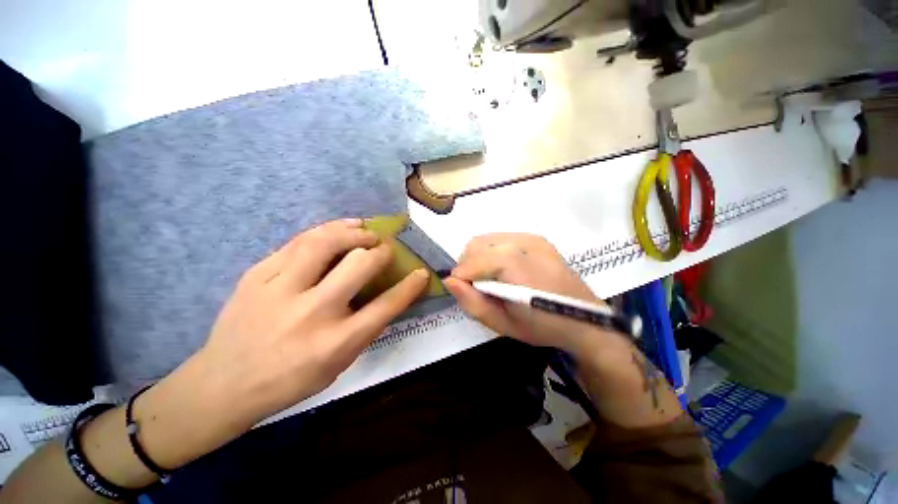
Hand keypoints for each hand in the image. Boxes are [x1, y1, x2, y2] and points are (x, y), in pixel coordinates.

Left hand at [74, 219, 429, 485]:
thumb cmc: (289, 381)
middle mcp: (312, 313)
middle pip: (360, 265)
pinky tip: (339, 228)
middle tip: (385, 249)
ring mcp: (280, 290)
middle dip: (381, 252)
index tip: (421, 272)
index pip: (386, 306)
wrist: (222, 385)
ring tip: (366, 231)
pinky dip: (326, 230)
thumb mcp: (338, 366)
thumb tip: (389, 294)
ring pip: (326, 243)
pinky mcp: (257, 275)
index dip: (410, 285)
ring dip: (355, 233)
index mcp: (336, 343)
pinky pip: (299, 242)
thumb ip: (365, 328)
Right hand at [444, 233, 622, 356]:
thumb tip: (449, 280)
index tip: (464, 292)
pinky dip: (492, 253)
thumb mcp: (503, 324)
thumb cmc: (543, 327)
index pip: (473, 260)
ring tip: (490, 279)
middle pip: (476, 244)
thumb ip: (473, 303)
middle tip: (477, 287)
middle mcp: (523, 243)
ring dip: (479, 258)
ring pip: (486, 239)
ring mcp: (532, 237)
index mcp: (516, 265)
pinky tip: (503, 270)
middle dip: (468, 265)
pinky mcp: (536, 238)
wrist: (586, 320)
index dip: (462, 276)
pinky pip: (501, 239)